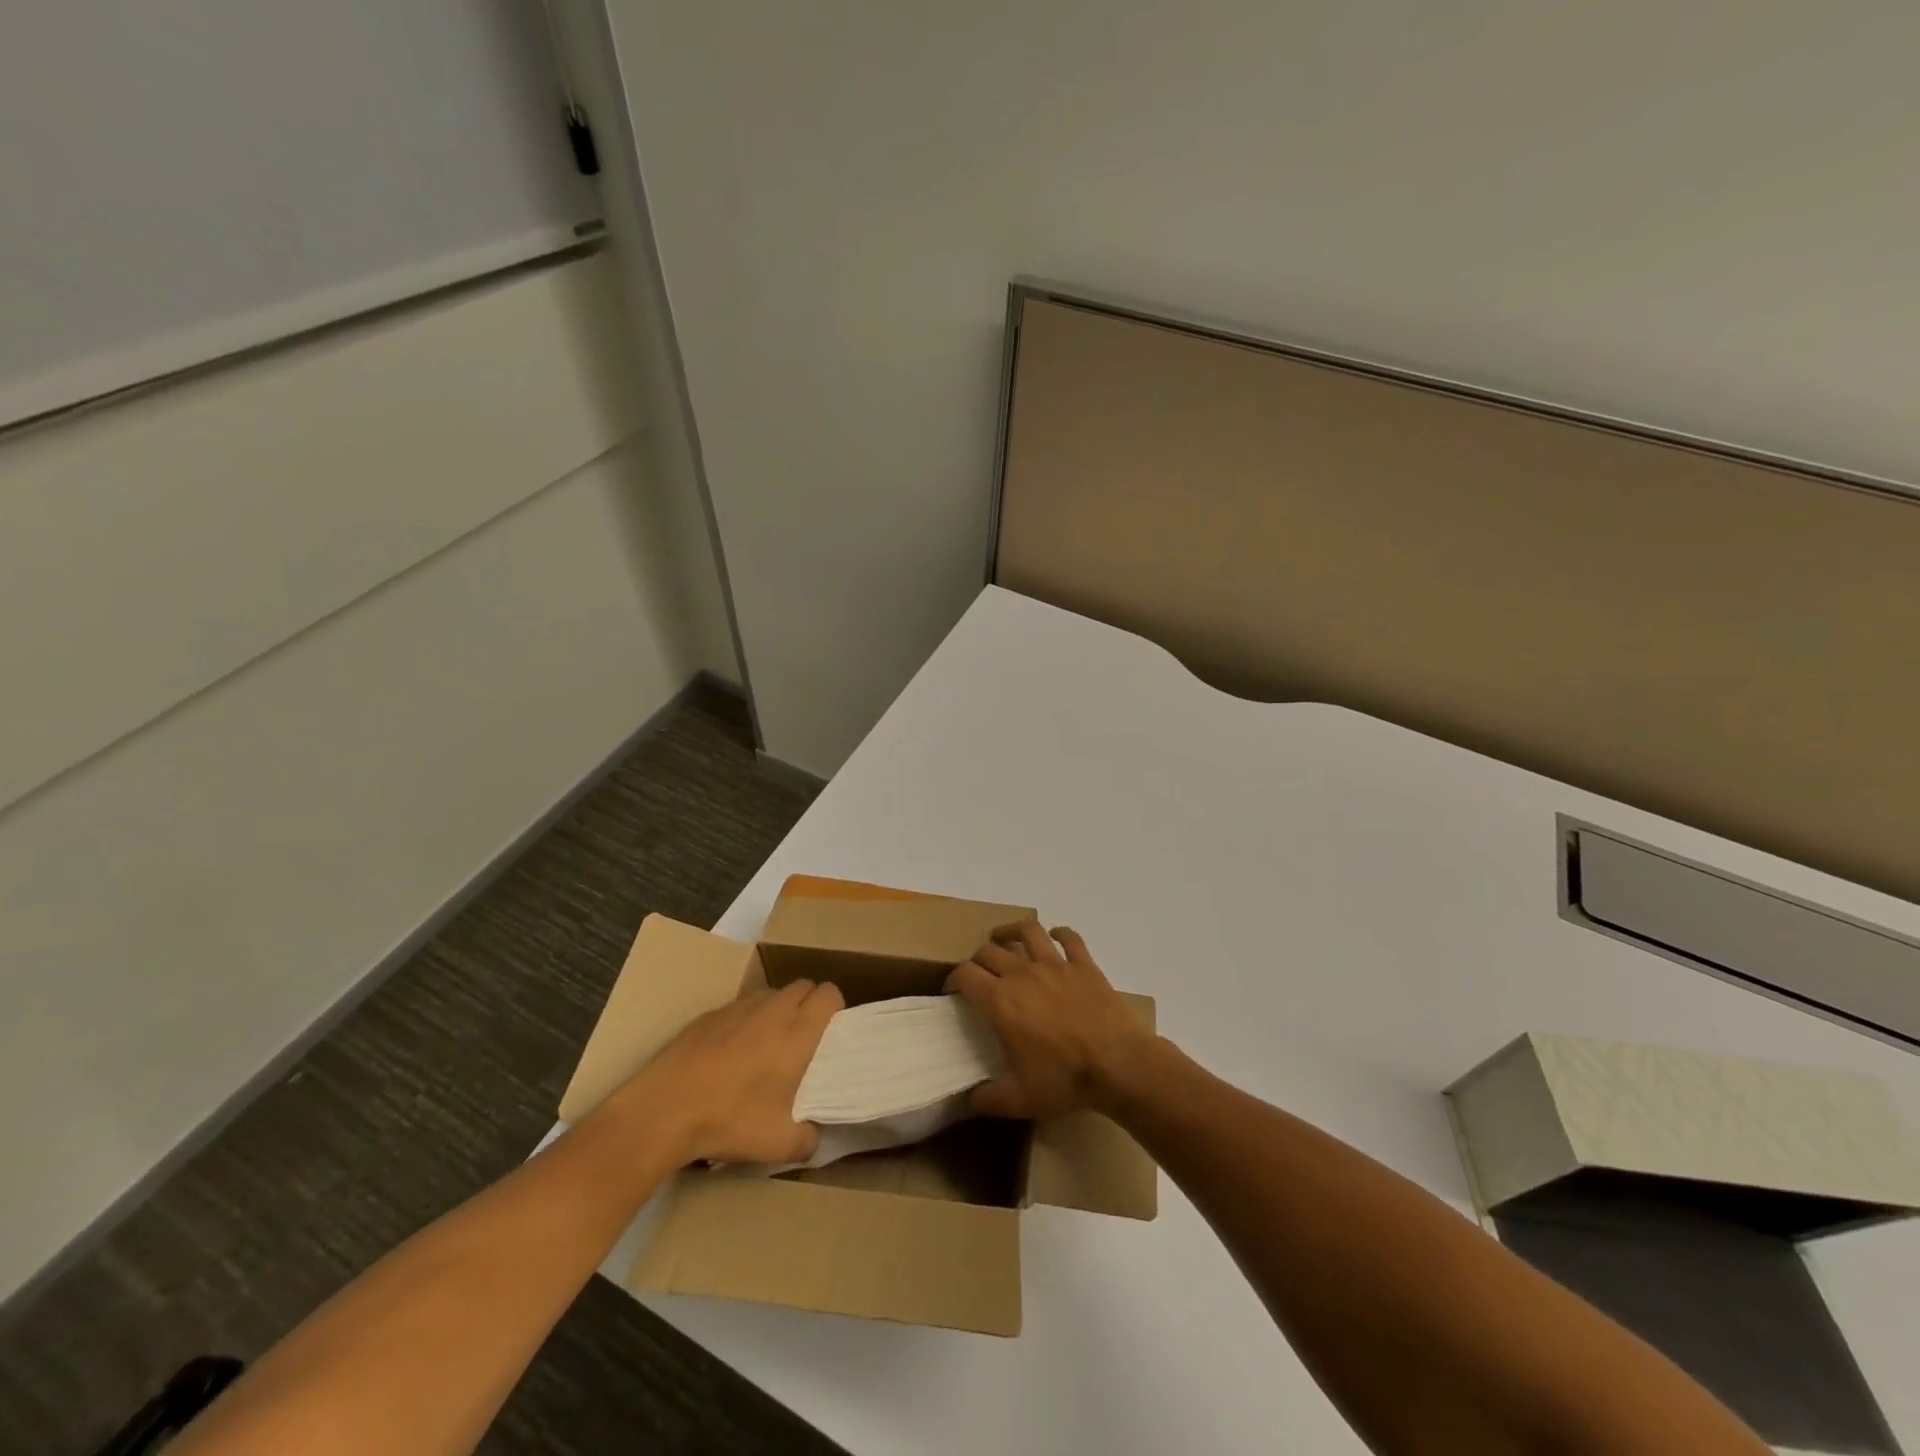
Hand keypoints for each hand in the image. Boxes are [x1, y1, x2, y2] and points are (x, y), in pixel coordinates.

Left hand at [615, 980, 843, 1164]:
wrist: (664, 1110)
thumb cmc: (730, 1120)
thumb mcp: (780, 1144)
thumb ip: (809, 1138)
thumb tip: (815, 1134)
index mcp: (798, 1031)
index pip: (830, 993)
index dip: (834, 1009)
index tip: (829, 1035)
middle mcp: (773, 1009)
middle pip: (804, 986)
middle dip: (808, 1005)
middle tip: (802, 1041)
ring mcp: (739, 1007)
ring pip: (772, 994)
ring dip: (777, 1011)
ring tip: (766, 1046)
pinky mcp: (710, 1014)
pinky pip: (740, 1007)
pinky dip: (745, 1021)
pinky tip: (729, 1055)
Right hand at [945, 921, 1157, 1119]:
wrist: (1117, 1064)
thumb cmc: (1064, 1080)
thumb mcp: (1019, 1100)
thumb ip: (988, 1100)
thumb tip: (967, 1102)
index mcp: (1000, 1001)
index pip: (965, 975)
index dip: (953, 978)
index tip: (953, 990)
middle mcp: (1022, 974)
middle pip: (990, 951)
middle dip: (978, 959)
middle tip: (979, 973)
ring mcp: (1055, 964)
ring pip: (1027, 931)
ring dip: (1011, 930)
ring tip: (1004, 936)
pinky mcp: (1084, 965)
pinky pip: (1069, 938)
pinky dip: (1060, 933)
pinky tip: (1056, 936)